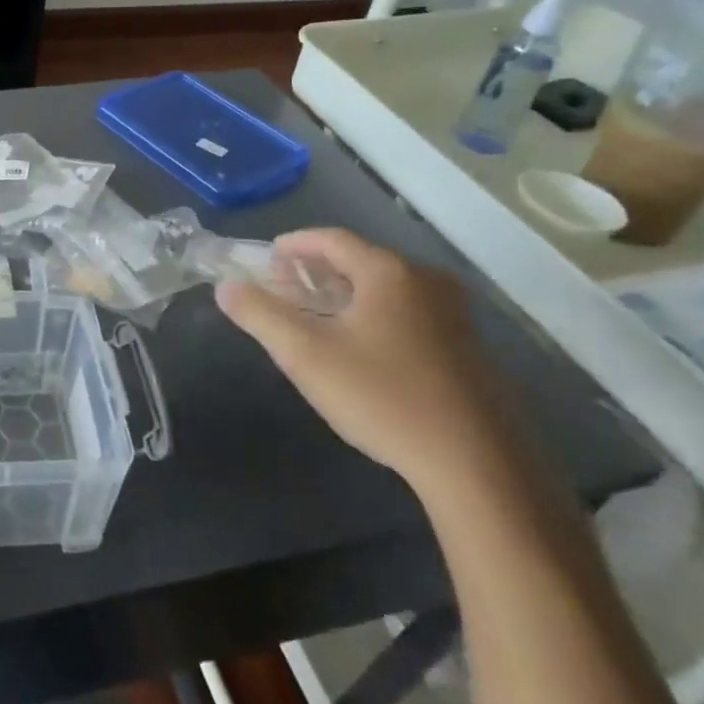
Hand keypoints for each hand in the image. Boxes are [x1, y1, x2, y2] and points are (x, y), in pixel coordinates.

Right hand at [214, 228, 525, 494]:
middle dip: (316, 269)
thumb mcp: (305, 355)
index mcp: (388, 272)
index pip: (331, 238)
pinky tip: (359, 346)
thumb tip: (227, 287)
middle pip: (360, 259)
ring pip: (386, 287)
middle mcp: (426, 281)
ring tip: (315, 315)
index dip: (293, 244)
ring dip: (345, 292)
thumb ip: (260, 314)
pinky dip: (373, 313)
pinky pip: (408, 311)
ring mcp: (454, 314)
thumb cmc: (382, 397)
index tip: (266, 258)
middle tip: (283, 288)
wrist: (477, 464)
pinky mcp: (467, 347)